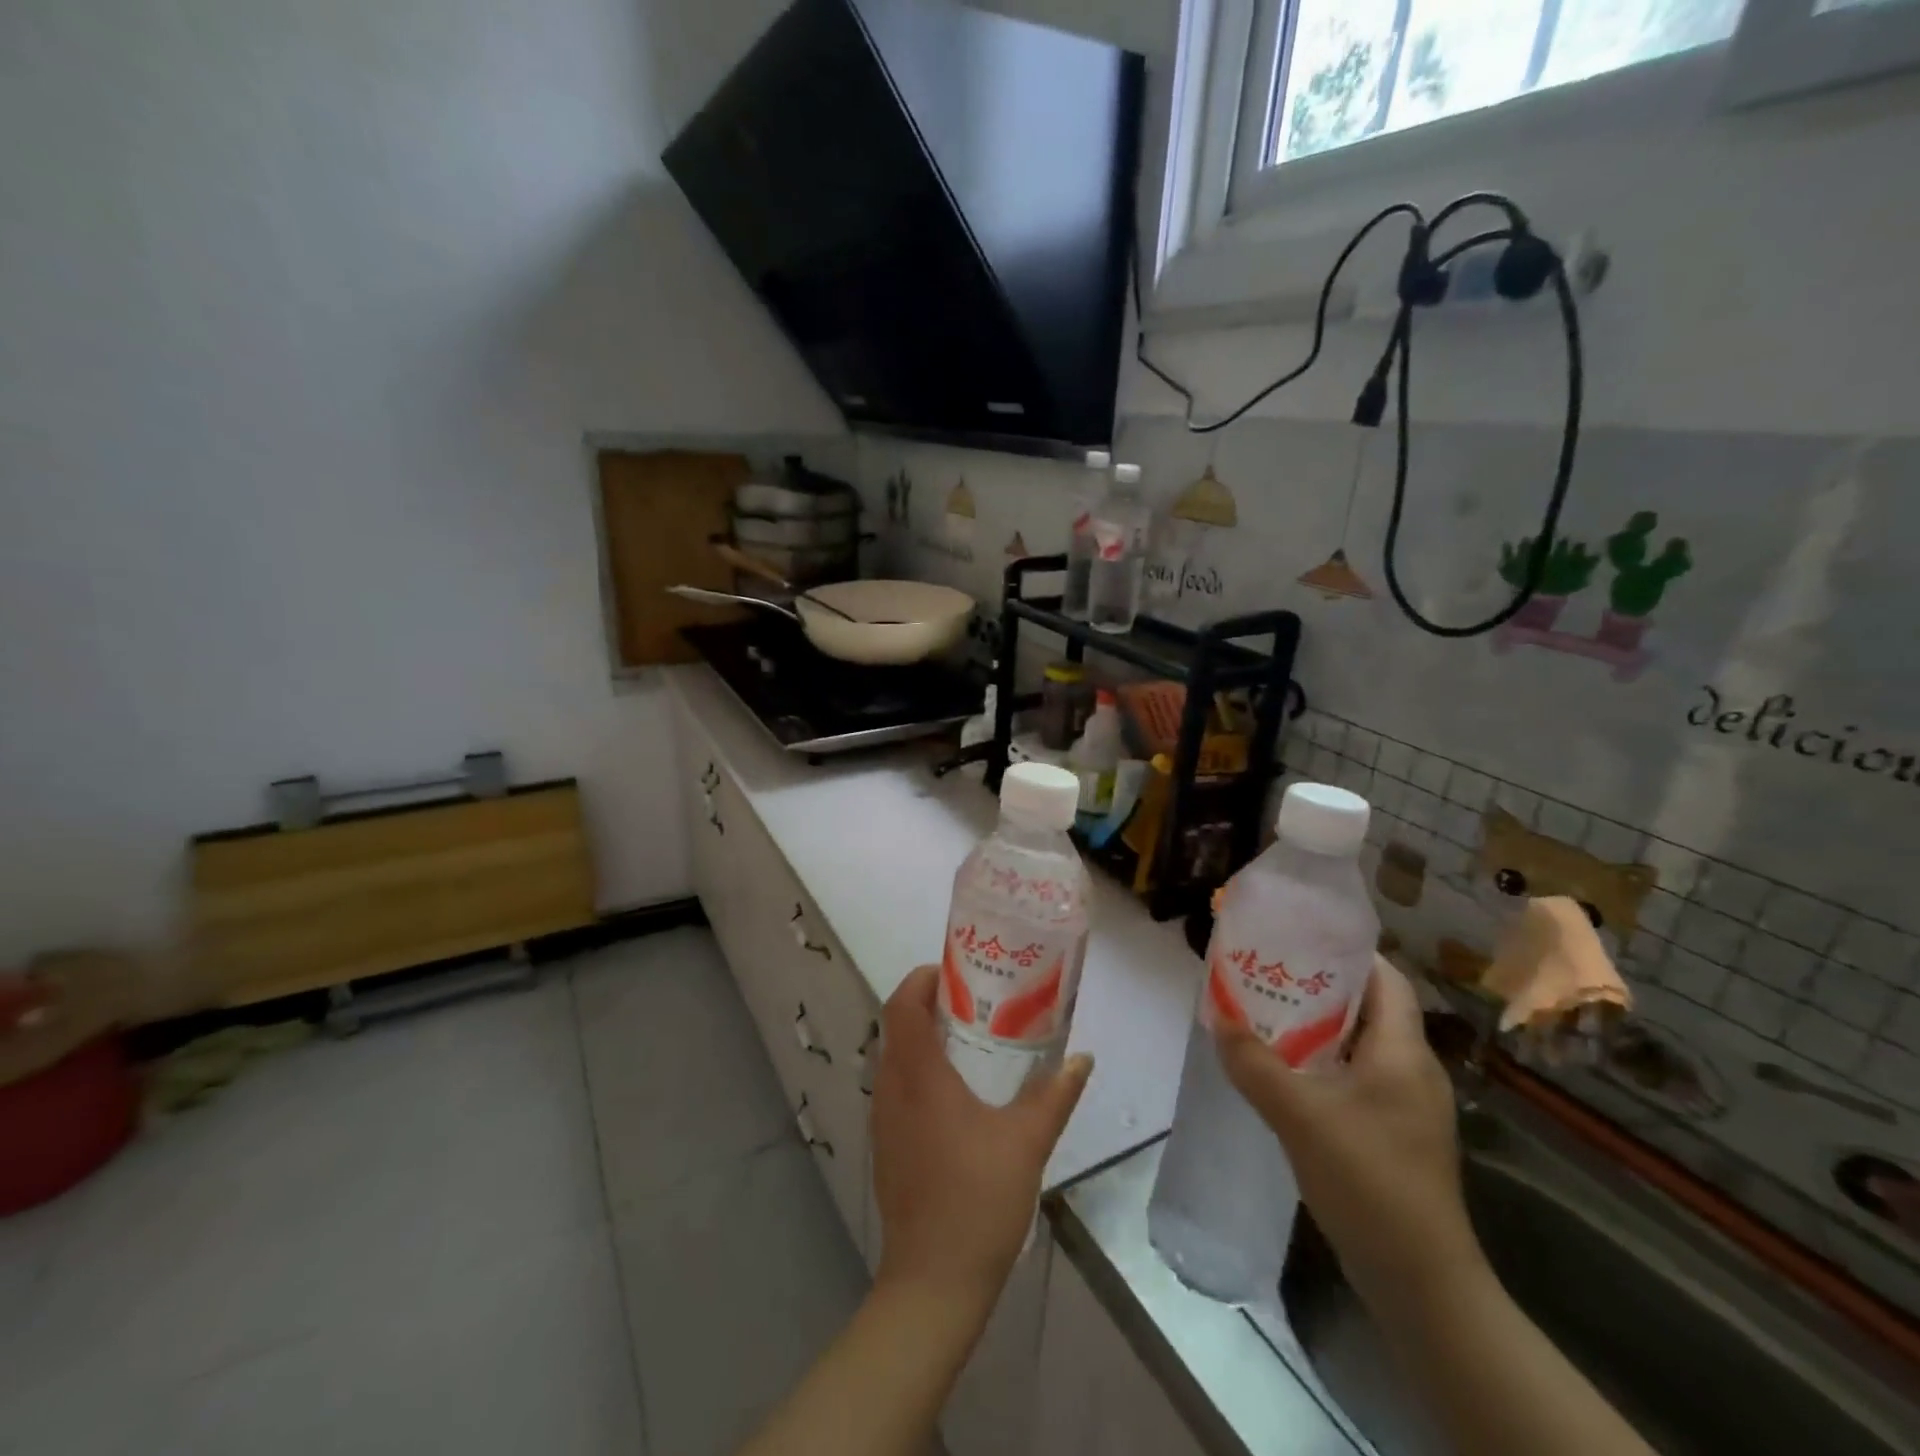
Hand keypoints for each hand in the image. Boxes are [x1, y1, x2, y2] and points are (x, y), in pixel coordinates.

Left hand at [870, 965, 1091, 1313]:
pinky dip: (918, 1069)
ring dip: (923, 1037)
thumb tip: (1083, 1059)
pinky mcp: (885, 1144)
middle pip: (897, 1025)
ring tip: (968, 1039)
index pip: (902, 1005)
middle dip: (929, 1004)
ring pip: (895, 1056)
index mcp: (919, 1077)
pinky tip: (955, 1092)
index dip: (921, 979)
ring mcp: (883, 1119)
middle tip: (973, 1000)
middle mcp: (892, 1088)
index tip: (955, 972)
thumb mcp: (1027, 1142)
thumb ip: (1055, 1095)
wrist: (932, 1281)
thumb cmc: (978, 1200)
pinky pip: (896, 1086)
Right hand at [1215, 957, 1484, 1312]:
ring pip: (1358, 1043)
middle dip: (1318, 986)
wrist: (1420, 1281)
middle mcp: (1412, 1069)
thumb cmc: (1369, 1181)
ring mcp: (1405, 1104)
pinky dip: (1321, 1061)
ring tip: (1265, 1013)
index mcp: (1403, 1052)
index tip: (1298, 937)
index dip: (1346, 951)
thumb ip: (1254, 1063)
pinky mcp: (1393, 1133)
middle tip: (1267, 971)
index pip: (1386, 978)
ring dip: (1316, 1026)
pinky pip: (1355, 1076)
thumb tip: (1217, 1018)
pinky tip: (1284, 1071)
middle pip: (1368, 1007)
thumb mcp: (1300, 1116)